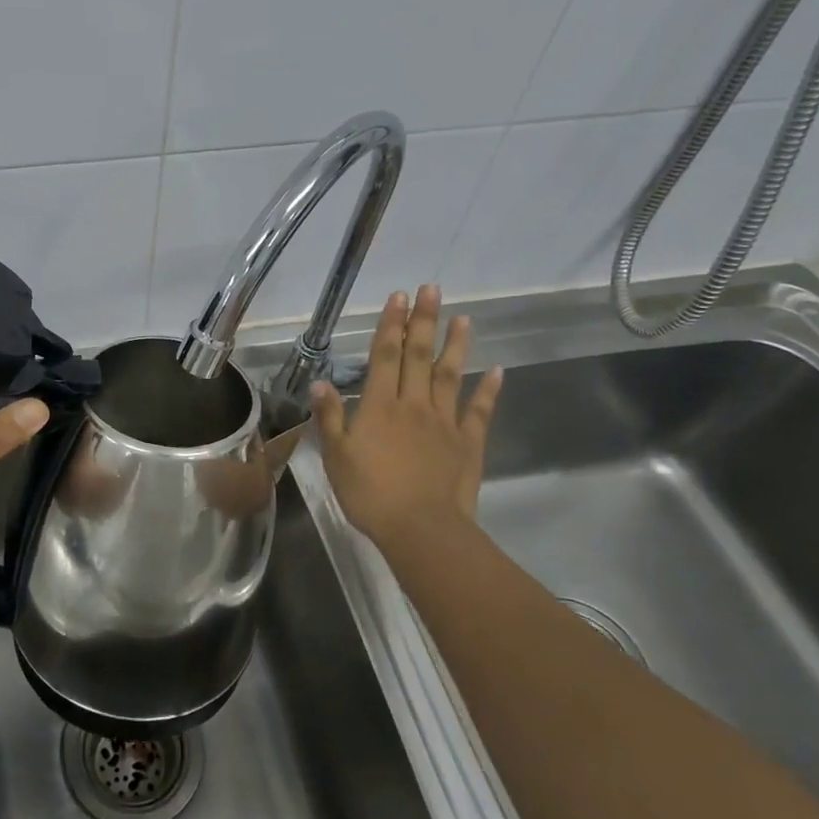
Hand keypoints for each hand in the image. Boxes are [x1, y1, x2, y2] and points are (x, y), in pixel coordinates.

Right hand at [311, 286, 503, 551]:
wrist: (422, 529)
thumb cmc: (370, 494)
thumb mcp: (336, 456)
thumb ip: (330, 416)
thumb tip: (322, 381)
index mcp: (380, 407)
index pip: (385, 356)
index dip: (391, 325)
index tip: (399, 297)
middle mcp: (414, 405)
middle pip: (419, 356)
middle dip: (423, 321)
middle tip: (431, 289)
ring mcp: (444, 422)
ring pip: (450, 375)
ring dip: (455, 345)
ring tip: (463, 317)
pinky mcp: (467, 443)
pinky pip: (479, 411)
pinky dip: (488, 390)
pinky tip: (496, 371)